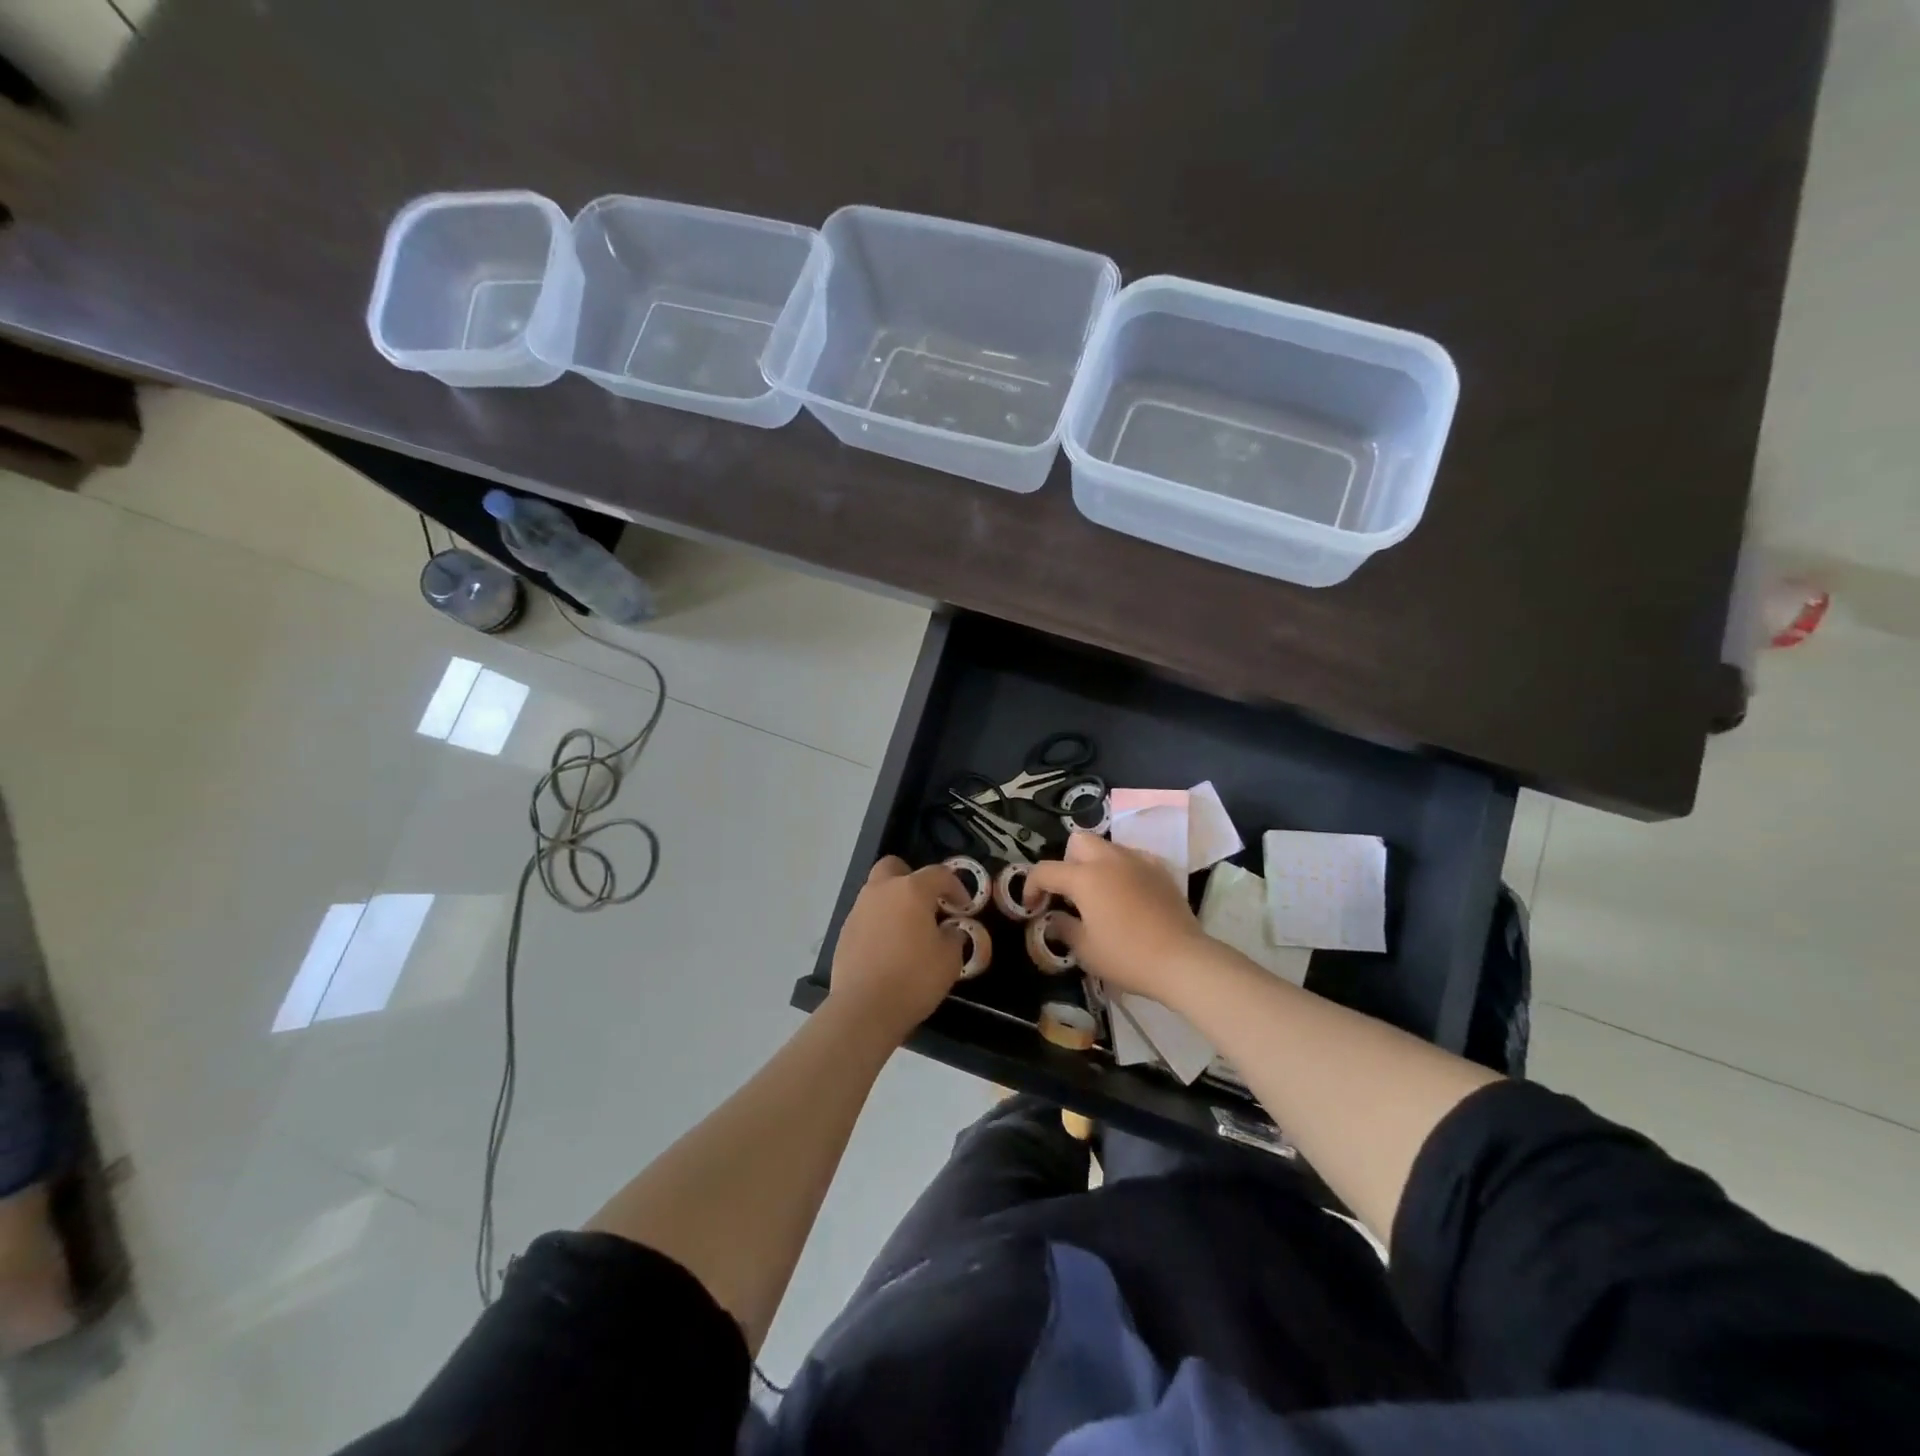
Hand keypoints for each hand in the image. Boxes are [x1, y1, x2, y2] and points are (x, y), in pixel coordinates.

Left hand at [828, 857, 966, 1043]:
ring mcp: (858, 910)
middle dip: (912, 879)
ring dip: (894, 902)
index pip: (938, 874)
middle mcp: (881, 891)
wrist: (864, 1009)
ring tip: (909, 931)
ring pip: (878, 891)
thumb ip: (954, 936)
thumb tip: (949, 930)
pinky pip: (867, 916)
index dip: (956, 887)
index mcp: (910, 890)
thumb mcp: (949, 960)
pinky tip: (889, 949)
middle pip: (895, 867)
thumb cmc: (914, 979)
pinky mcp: (844, 932)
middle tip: (927, 904)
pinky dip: (880, 923)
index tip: (964, 907)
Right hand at [1027, 832, 1207, 1001]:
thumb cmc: (1127, 956)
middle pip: (1078, 842)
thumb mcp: (1085, 950)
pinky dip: (1123, 870)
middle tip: (1070, 893)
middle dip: (1067, 862)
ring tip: (1100, 894)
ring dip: (1095, 863)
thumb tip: (1055, 920)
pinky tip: (1128, 894)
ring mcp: (1138, 861)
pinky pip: (1133, 859)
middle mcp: (1109, 860)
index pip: (1046, 870)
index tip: (1032, 907)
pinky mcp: (1160, 870)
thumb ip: (1064, 928)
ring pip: (1107, 847)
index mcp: (1085, 877)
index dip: (1031, 887)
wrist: (1182, 960)